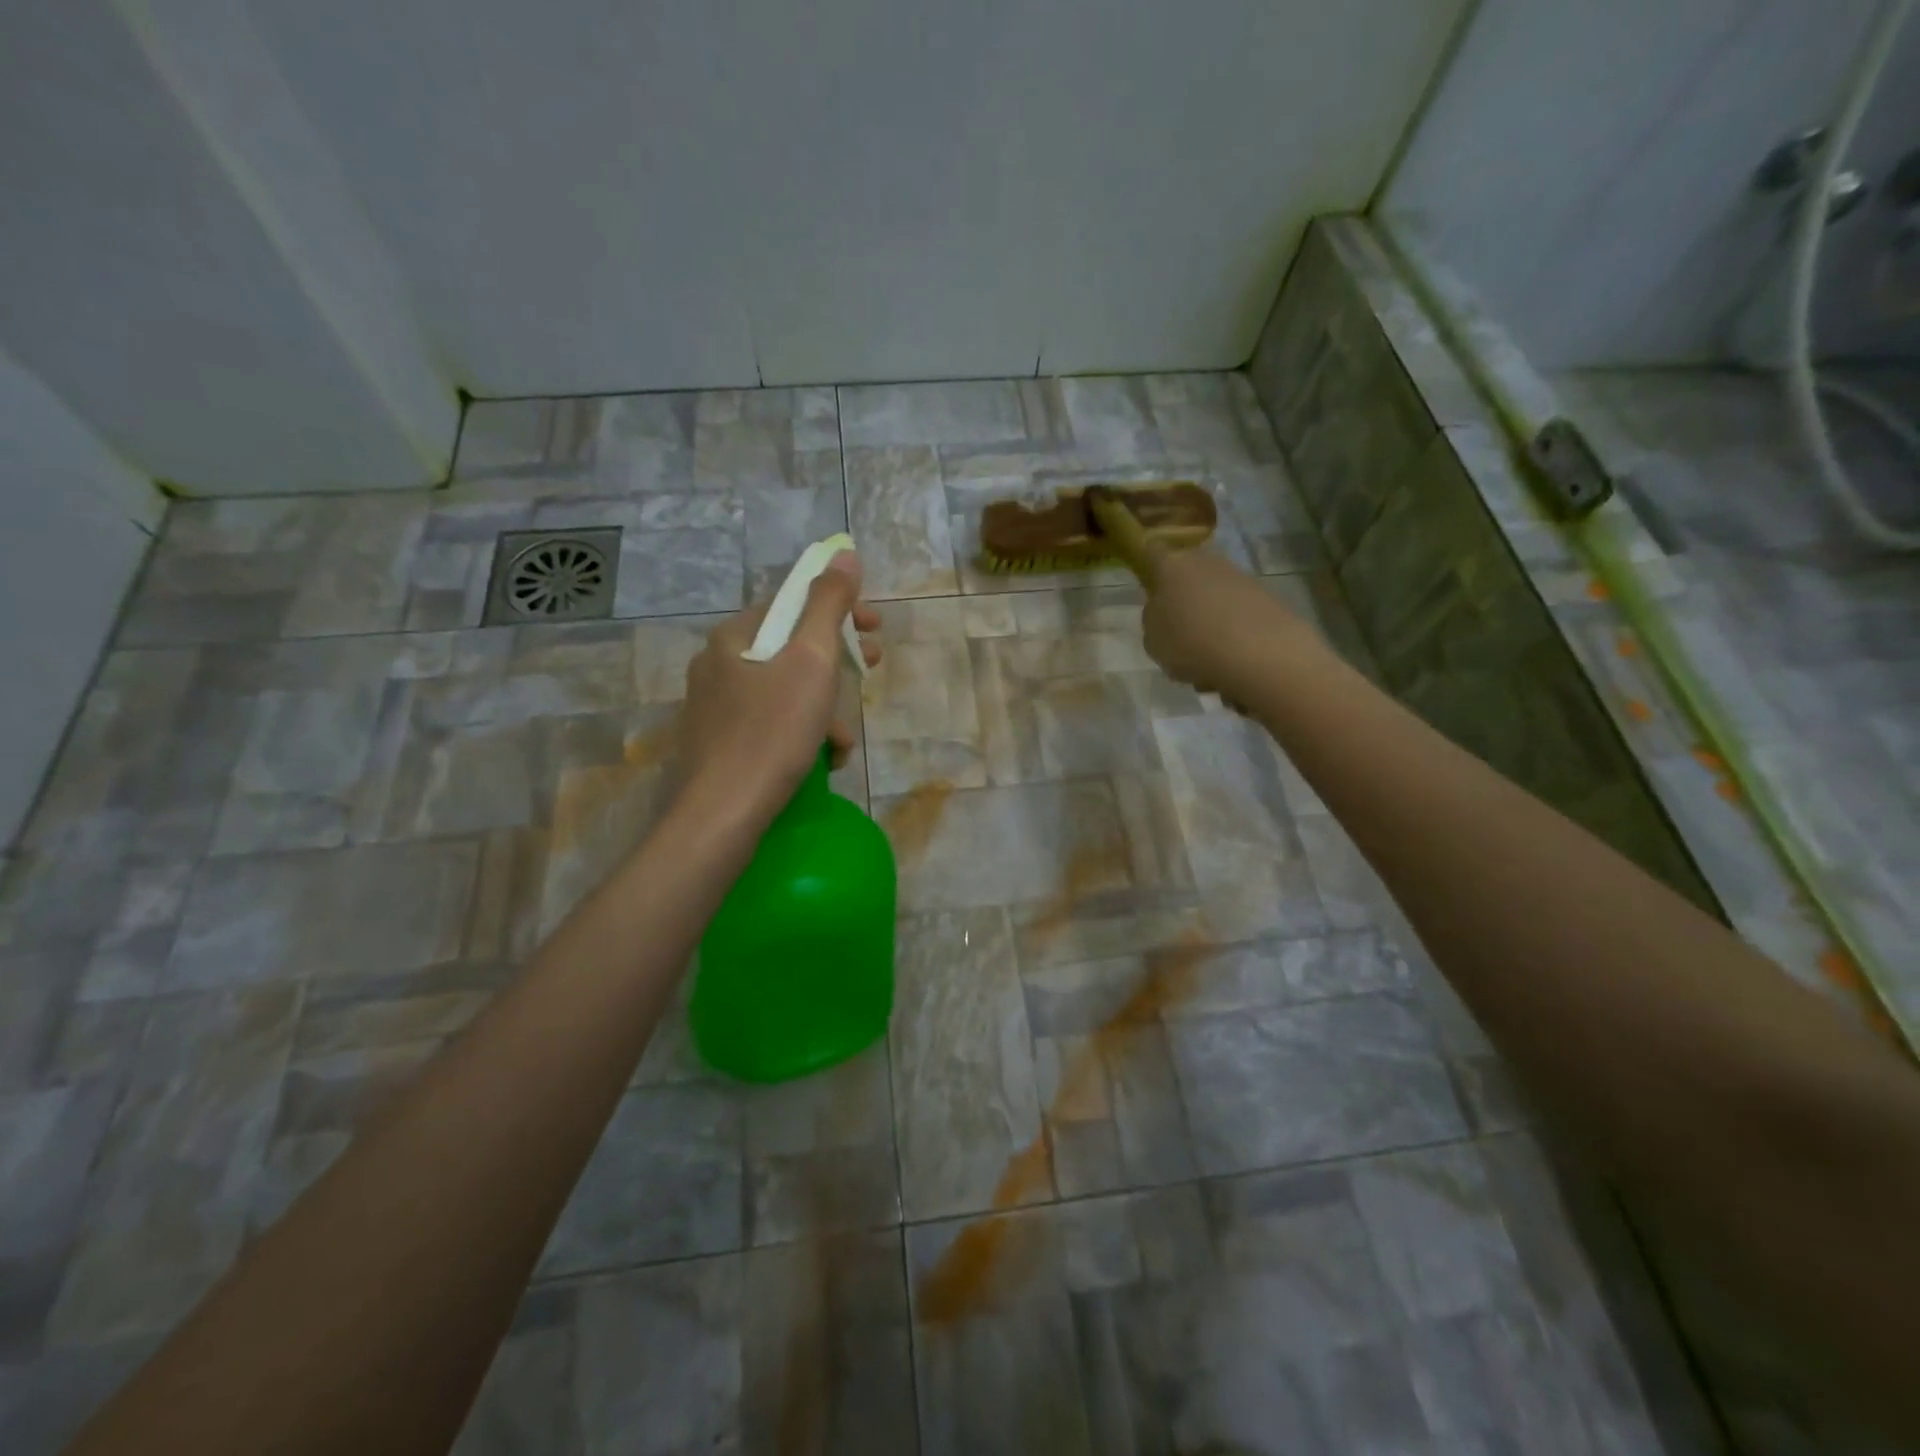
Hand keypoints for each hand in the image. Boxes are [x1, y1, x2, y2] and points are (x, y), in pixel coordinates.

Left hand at [678, 551, 881, 816]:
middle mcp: (716, 666)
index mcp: (734, 638)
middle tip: (871, 671)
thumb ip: (829, 605)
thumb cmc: (772, 732)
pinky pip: (769, 725)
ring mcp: (713, 708)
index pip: (792, 604)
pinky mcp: (717, 745)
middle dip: (837, 663)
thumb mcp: (811, 661)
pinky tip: (820, 761)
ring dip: (823, 708)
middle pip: (790, 649)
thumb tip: (844, 554)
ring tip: (843, 740)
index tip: (875, 630)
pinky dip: (800, 734)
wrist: (722, 815)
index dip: (840, 611)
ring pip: (783, 692)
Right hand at [1140, 547, 1317, 698]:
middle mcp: (1206, 563)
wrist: (1260, 653)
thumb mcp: (1152, 640)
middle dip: (1182, 603)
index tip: (1146, 586)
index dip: (1147, 566)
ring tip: (1204, 665)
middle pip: (1187, 578)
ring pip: (1213, 601)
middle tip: (1177, 637)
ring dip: (1207, 626)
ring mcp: (1239, 578)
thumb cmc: (1191, 642)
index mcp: (1172, 566)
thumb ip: (1153, 620)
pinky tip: (1229, 666)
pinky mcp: (1266, 599)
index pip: (1151, 552)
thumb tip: (1165, 612)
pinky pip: (1236, 618)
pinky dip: (1231, 638)